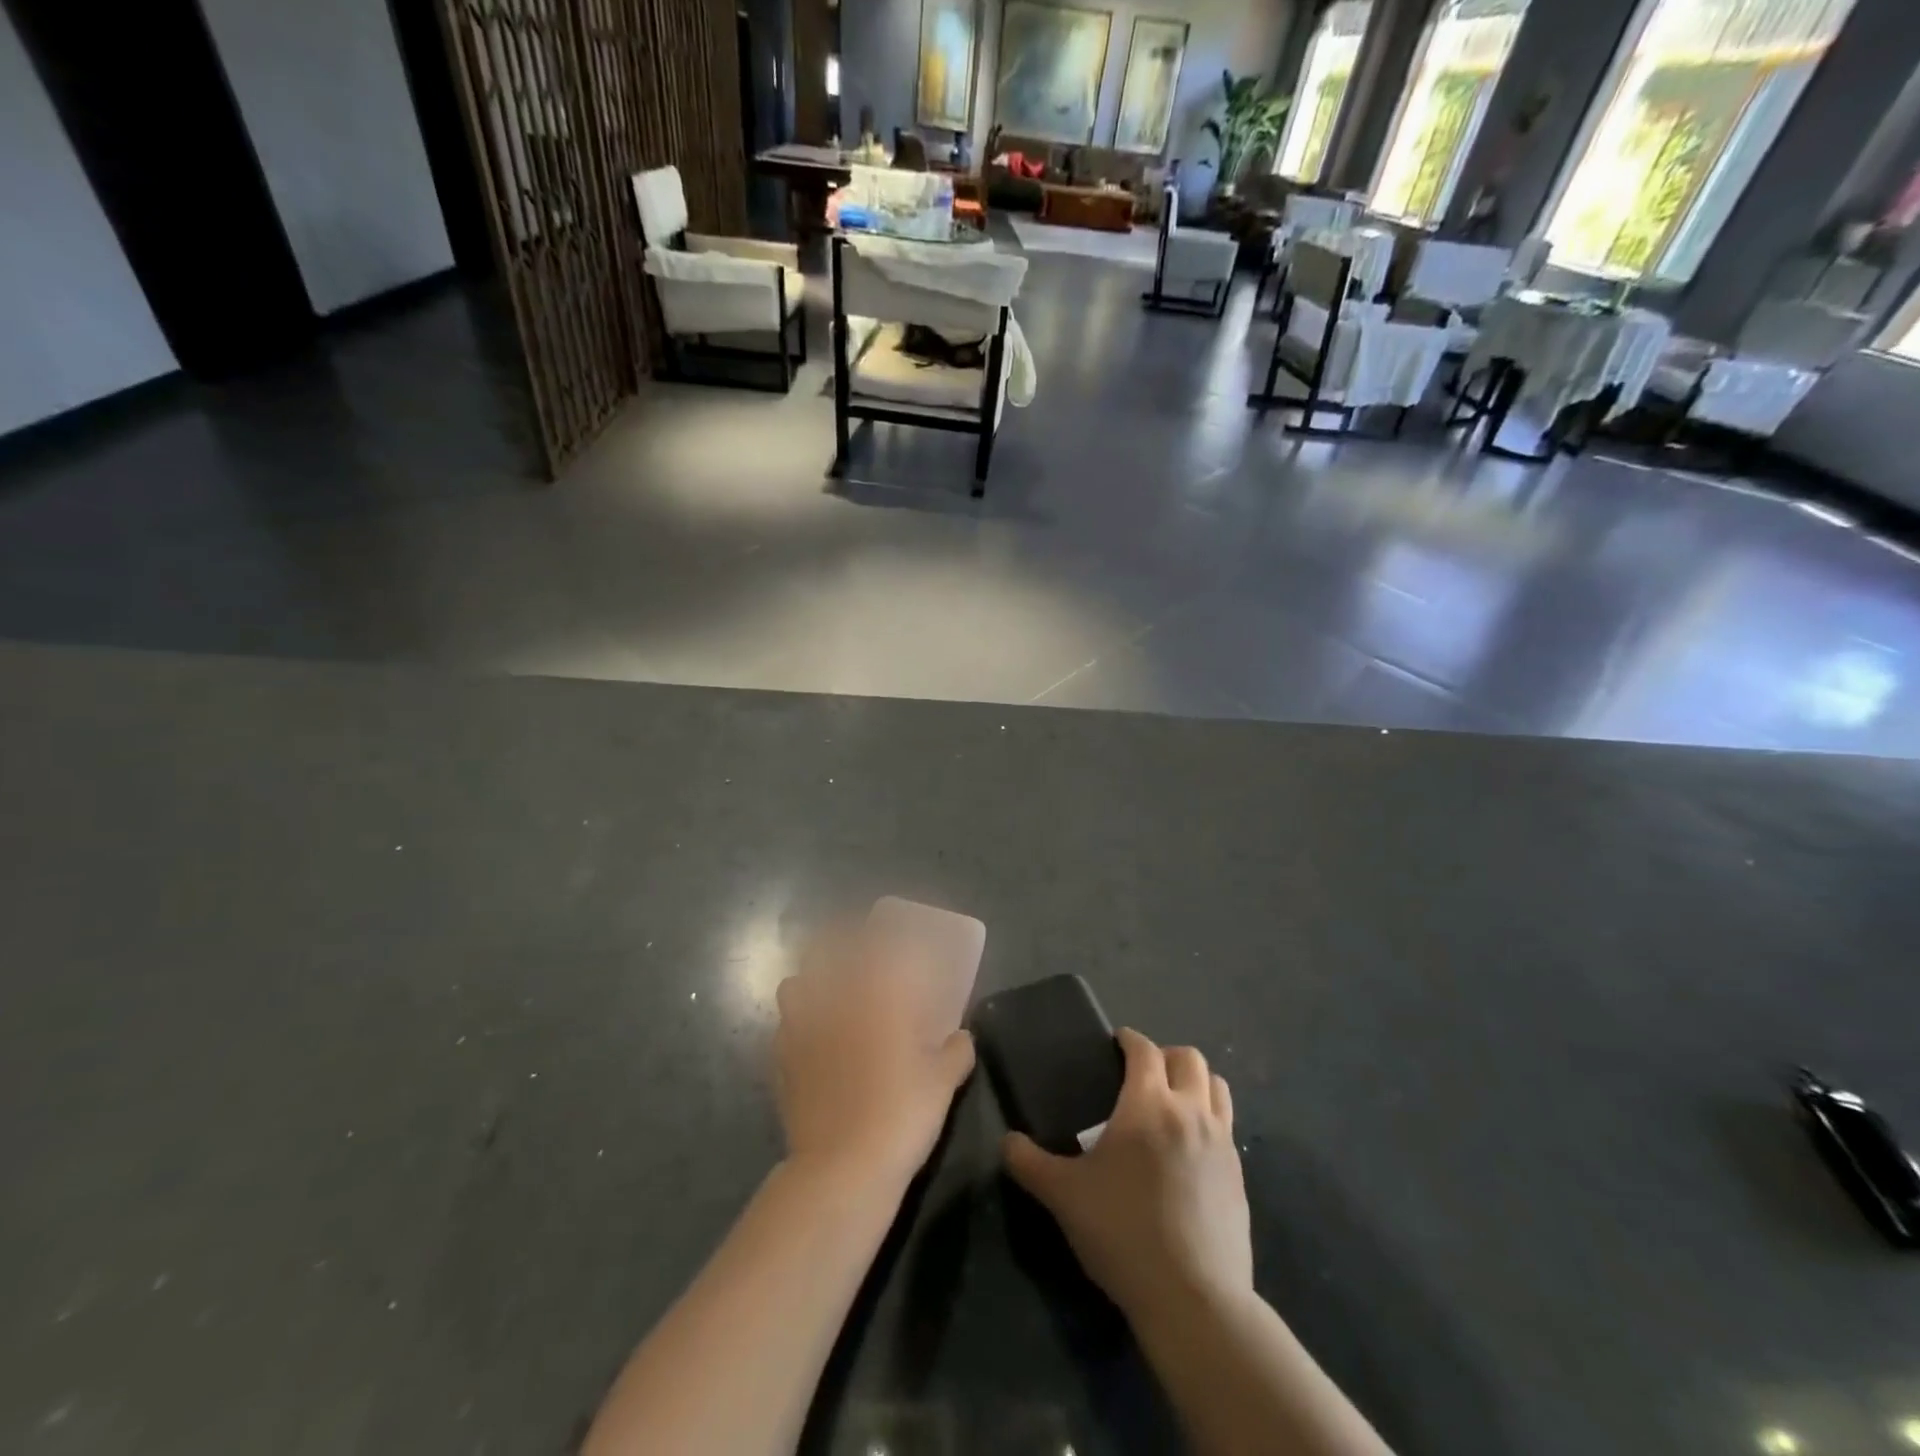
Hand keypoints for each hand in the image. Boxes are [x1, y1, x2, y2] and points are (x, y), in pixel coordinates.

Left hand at [774, 924, 975, 1189]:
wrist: (844, 1167)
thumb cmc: (901, 1114)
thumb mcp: (943, 1083)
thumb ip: (956, 1052)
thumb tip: (962, 1037)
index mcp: (876, 998)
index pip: (876, 947)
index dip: (882, 935)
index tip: (891, 936)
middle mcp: (834, 1003)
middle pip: (824, 953)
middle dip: (836, 945)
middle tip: (855, 958)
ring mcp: (802, 1031)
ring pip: (794, 986)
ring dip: (809, 983)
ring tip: (825, 997)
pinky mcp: (782, 1063)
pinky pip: (784, 1028)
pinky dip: (796, 1025)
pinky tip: (811, 1042)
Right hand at [1004, 1028, 1251, 1323]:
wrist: (1193, 1299)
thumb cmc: (1123, 1233)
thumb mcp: (1064, 1197)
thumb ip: (1030, 1163)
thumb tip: (1007, 1142)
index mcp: (1148, 1105)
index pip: (1144, 1050)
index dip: (1129, 1040)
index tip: (1116, 1043)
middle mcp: (1190, 1112)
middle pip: (1189, 1058)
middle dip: (1165, 1055)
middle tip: (1143, 1073)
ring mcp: (1221, 1143)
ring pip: (1217, 1086)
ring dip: (1195, 1082)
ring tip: (1173, 1101)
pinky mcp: (1239, 1176)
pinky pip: (1227, 1126)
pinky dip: (1210, 1119)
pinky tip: (1190, 1148)